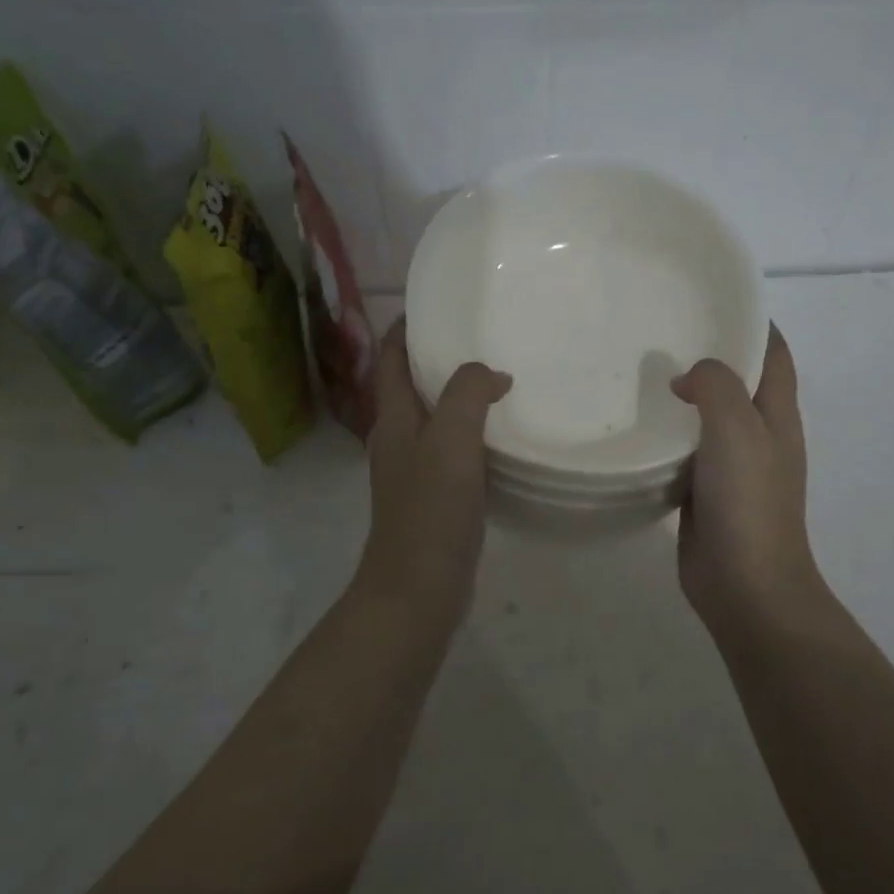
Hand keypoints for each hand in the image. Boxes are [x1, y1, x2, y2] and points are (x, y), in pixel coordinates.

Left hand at [353, 320, 510, 625]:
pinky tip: (501, 436)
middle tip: (483, 338)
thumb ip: (467, 394)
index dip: (407, 327)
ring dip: (459, 396)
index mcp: (393, 419)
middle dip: (439, 358)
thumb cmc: (430, 510)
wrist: (418, 589)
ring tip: (499, 379)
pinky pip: (452, 451)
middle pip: (412, 385)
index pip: (392, 358)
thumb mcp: (450, 440)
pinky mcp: (434, 498)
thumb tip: (490, 373)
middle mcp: (397, 439)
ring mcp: (414, 471)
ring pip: (434, 419)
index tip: (438, 304)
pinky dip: (472, 433)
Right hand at [671, 325, 826, 636]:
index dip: (753, 322)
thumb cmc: (749, 501)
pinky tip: (636, 426)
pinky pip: (685, 453)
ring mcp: (732, 468)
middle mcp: (759, 436)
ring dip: (685, 397)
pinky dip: (668, 436)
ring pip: (708, 419)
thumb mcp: (737, 427)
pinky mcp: (704, 493)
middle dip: (710, 355)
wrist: (744, 583)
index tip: (712, 299)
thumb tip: (687, 377)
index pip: (774, 353)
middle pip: (739, 382)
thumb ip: (715, 386)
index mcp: (778, 415)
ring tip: (642, 371)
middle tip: (662, 332)